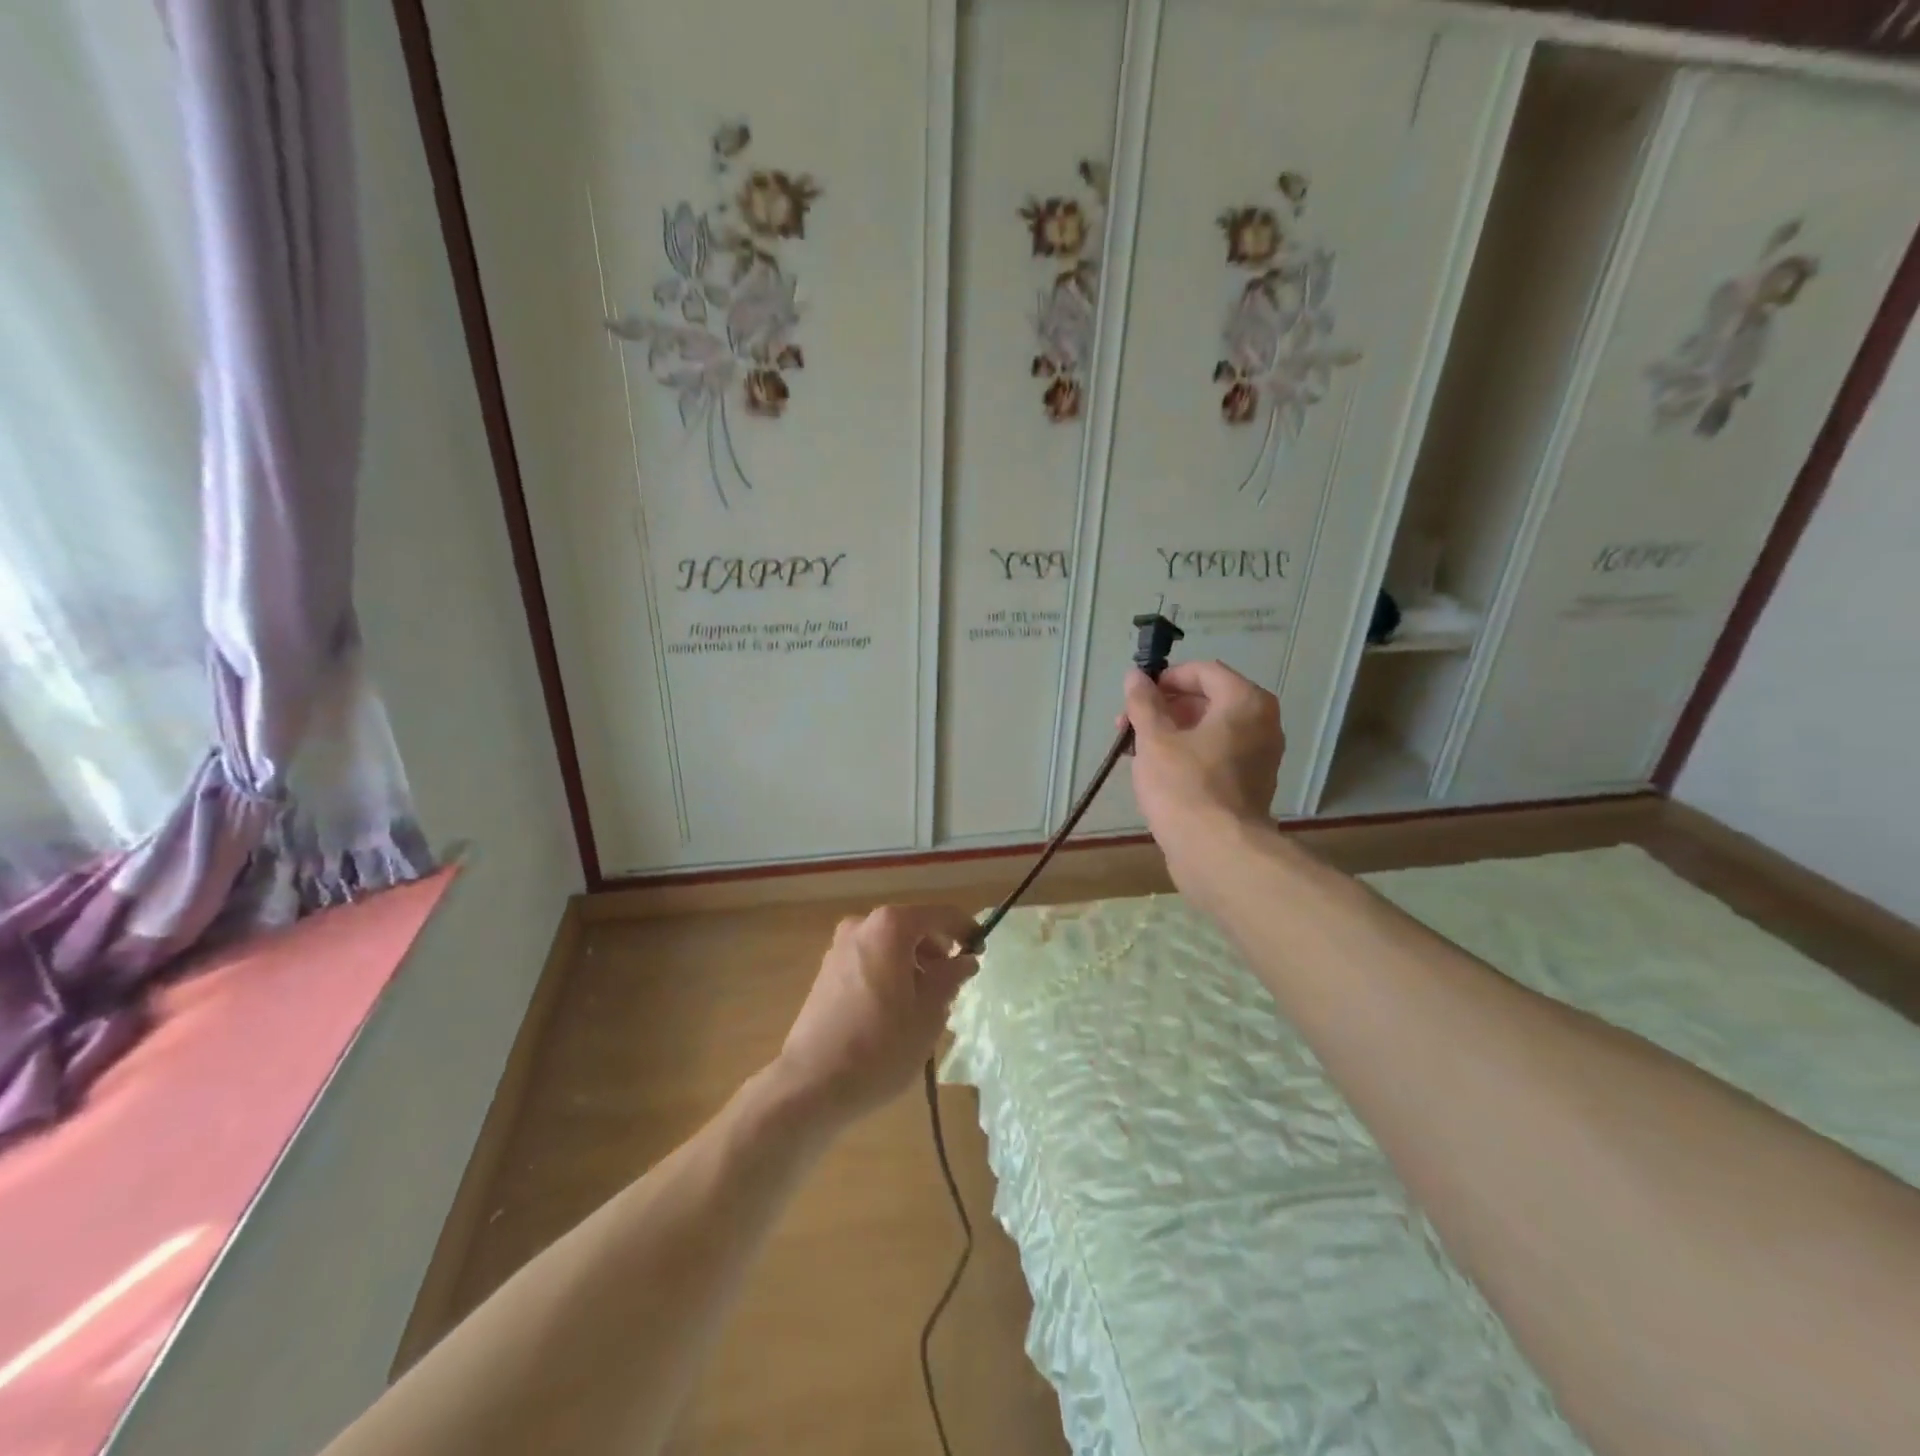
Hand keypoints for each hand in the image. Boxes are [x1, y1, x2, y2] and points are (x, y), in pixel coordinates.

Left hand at [772, 904, 979, 1127]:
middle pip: (911, 928)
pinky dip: (890, 973)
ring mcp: (839, 948)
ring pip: (889, 946)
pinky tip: (896, 1010)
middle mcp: (862, 926)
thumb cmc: (881, 1045)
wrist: (812, 1084)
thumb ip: (951, 977)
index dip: (965, 929)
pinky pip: (870, 961)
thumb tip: (964, 960)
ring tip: (926, 1003)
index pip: (940, 915)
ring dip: (913, 964)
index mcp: (890, 927)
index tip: (981, 950)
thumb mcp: (930, 1013)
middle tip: (953, 984)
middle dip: (936, 951)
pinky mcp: (826, 972)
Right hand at [1121, 660, 1284, 864]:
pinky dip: (1189, 754)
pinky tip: (1158, 772)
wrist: (1217, 852)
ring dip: (1173, 732)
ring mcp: (1260, 756)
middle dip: (1165, 708)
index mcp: (1245, 702)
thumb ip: (1143, 703)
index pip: (1204, 671)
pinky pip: (1217, 754)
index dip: (1166, 678)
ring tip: (1136, 750)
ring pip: (1211, 729)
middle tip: (1128, 726)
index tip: (1135, 697)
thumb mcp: (1154, 738)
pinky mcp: (1251, 784)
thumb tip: (1135, 676)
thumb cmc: (1184, 786)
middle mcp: (1262, 723)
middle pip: (1208, 699)